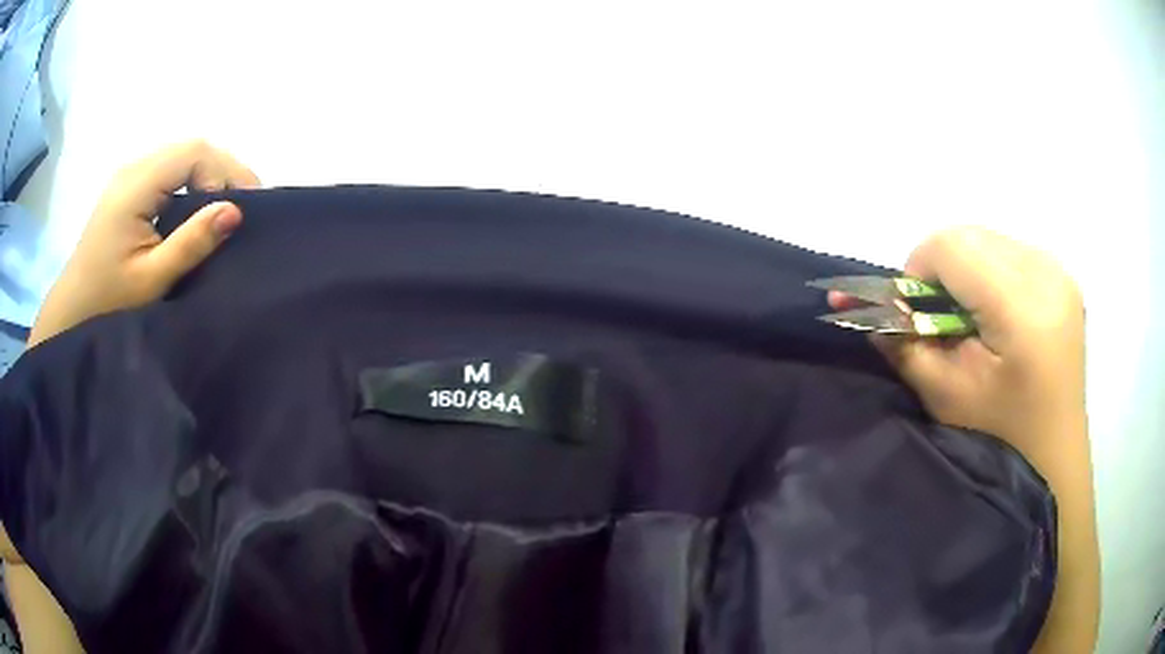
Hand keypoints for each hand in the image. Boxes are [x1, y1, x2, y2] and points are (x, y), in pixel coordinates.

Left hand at [28, 140, 259, 345]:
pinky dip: (191, 182)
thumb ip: (191, 243)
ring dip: (208, 175)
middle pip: (190, 148)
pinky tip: (196, 207)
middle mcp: (133, 168)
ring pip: (181, 157)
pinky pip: (168, 170)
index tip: (246, 206)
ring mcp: (129, 175)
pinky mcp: (127, 188)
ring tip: (224, 207)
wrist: (71, 311)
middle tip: (242, 206)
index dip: (226, 170)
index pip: (194, 153)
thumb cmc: (108, 301)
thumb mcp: (152, 279)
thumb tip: (235, 211)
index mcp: (136, 185)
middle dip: (222, 170)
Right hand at [830, 226, 1085, 451]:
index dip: (918, 270)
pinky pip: (1010, 250)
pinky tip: (997, 312)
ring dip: (966, 269)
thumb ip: (905, 345)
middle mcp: (1045, 273)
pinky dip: (990, 271)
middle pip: (969, 235)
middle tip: (939, 318)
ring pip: (988, 238)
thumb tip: (859, 307)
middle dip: (942, 268)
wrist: (1054, 456)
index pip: (951, 245)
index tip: (912, 312)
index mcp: (1021, 307)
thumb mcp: (946, 397)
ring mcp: (1059, 271)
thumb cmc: (1000, 438)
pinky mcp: (1063, 276)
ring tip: (970, 318)